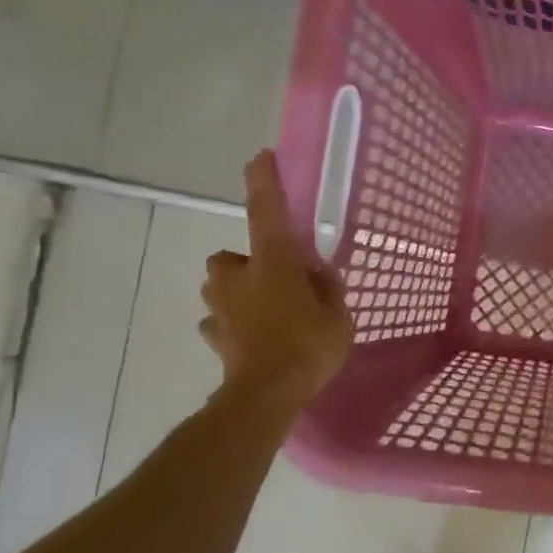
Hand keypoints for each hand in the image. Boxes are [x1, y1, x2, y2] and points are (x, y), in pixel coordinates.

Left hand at [200, 150, 353, 401]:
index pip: (267, 211)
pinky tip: (250, 340)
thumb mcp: (338, 315)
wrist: (266, 394)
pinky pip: (219, 323)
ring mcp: (221, 308)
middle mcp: (239, 278)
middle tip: (274, 279)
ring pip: (220, 290)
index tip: (260, 157)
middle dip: (245, 264)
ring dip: (236, 294)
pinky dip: (231, 326)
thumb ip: (327, 289)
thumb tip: (318, 274)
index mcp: (273, 262)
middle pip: (229, 258)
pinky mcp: (215, 338)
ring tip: (265, 312)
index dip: (264, 182)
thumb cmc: (307, 345)